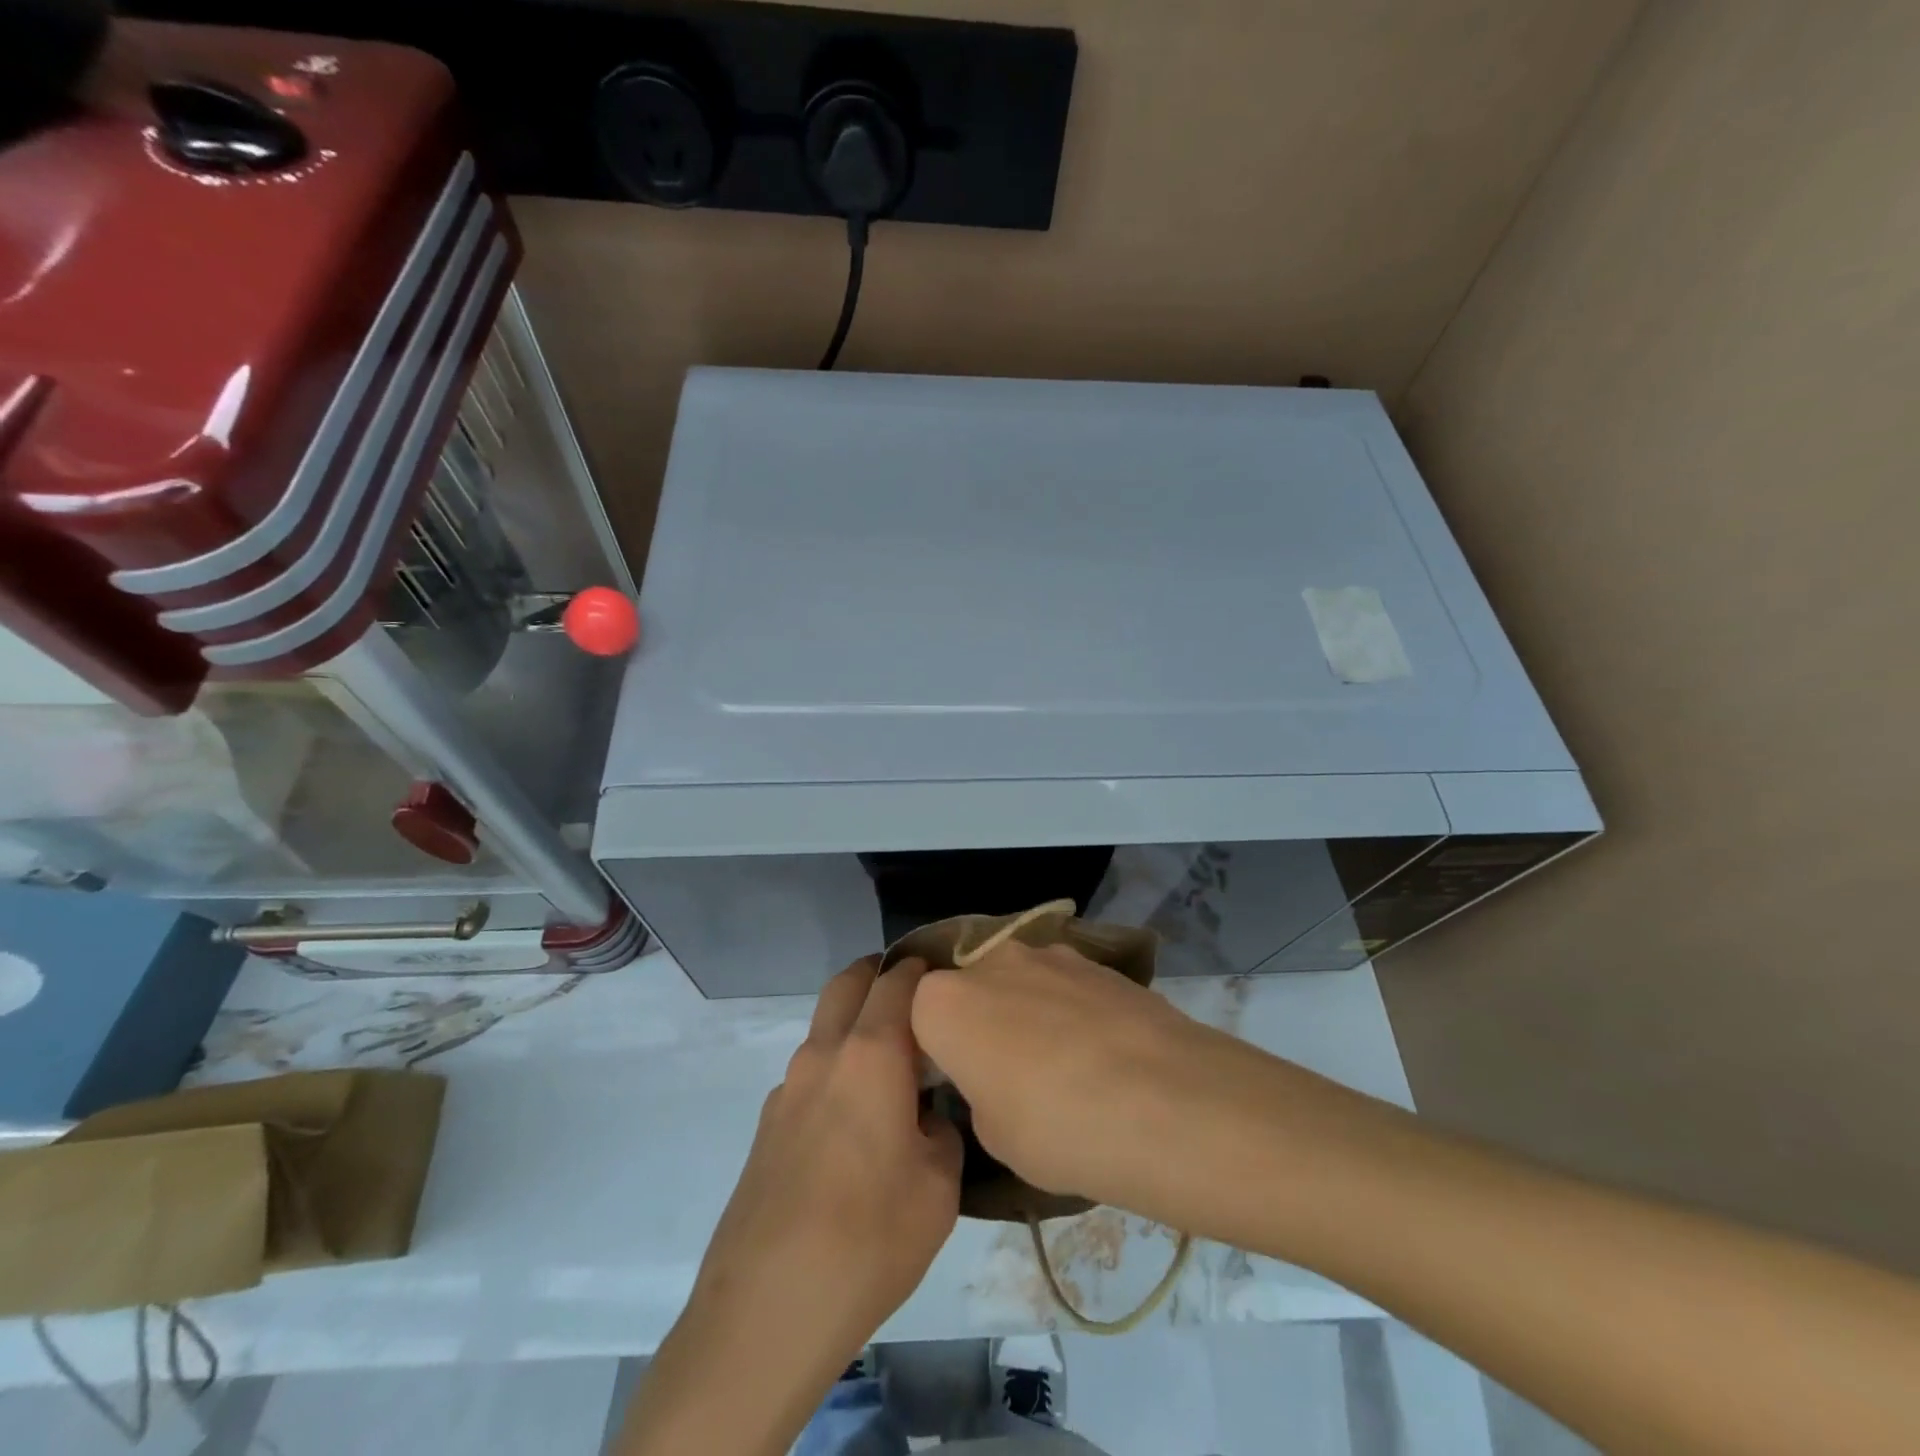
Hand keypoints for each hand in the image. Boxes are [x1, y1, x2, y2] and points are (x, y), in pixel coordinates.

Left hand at [623, 957, 961, 1455]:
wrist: (765, 1311)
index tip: (948, 978)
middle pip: (847, 984)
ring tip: (892, 1066)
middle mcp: (823, 1055)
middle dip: (878, 974)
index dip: (923, 970)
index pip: (896, 981)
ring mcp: (787, 1089)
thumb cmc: (869, 1238)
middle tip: (915, 995)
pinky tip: (855, 1122)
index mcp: (870, 1054)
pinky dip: (836, 1069)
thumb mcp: (939, 1187)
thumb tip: (930, 1115)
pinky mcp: (766, 1126)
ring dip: (855, 1025)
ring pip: (825, 1029)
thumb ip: (943, 1131)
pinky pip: (810, 1074)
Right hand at [911, 939, 1343, 1235]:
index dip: (931, 1050)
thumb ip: (976, 1090)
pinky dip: (1068, 1009)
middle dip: (977, 1023)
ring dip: (1025, 1013)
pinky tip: (1099, 1052)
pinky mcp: (1097, 960)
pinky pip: (1062, 982)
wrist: (1168, 1102)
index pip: (913, 1015)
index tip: (951, 1084)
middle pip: (967, 988)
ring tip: (1061, 1067)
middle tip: (1004, 1076)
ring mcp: (1048, 953)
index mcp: (944, 1003)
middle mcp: (990, 962)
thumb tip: (993, 1077)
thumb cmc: (1058, 1130)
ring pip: (1017, 981)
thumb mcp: (992, 1136)